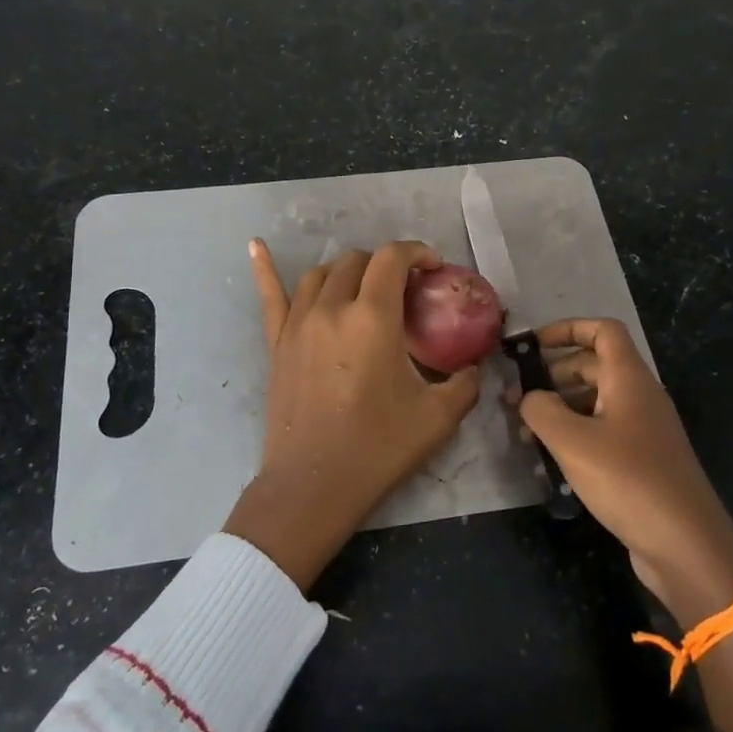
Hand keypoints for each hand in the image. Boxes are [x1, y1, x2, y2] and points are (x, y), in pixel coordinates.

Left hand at [223, 239, 482, 589]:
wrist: (314, 485)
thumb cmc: (378, 448)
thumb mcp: (439, 417)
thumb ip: (465, 383)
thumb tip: (475, 366)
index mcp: (373, 318)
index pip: (392, 258)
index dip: (416, 252)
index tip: (432, 268)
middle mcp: (332, 309)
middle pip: (357, 261)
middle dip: (385, 265)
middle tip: (404, 291)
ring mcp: (298, 324)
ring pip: (320, 274)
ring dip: (346, 271)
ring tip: (363, 288)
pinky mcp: (277, 343)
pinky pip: (270, 296)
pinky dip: (265, 268)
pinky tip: (257, 246)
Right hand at [520, 319, 732, 627]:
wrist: (686, 544)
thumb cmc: (628, 480)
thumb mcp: (572, 441)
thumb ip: (541, 410)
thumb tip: (529, 397)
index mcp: (629, 379)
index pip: (603, 331)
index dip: (567, 329)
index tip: (532, 346)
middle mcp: (640, 397)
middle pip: (595, 365)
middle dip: (554, 373)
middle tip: (517, 394)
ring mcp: (644, 430)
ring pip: (596, 401)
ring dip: (561, 407)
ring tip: (525, 429)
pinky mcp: (642, 461)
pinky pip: (603, 431)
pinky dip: (575, 434)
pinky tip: (550, 457)